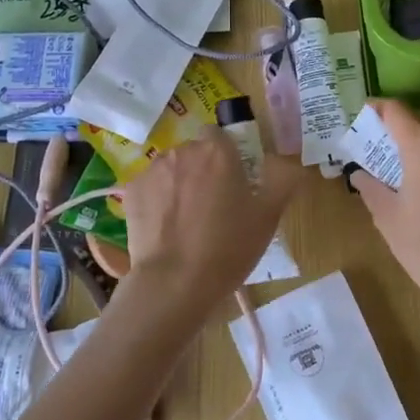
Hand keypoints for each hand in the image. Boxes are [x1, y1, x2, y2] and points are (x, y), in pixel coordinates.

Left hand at [120, 129, 299, 321]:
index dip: (226, 155)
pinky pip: (149, 187)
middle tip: (213, 206)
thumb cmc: (228, 248)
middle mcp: (183, 151)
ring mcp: (153, 170)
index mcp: (218, 152)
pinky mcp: (131, 191)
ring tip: (186, 220)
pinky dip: (156, 200)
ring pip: (171, 168)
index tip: (233, 181)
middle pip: (195, 152)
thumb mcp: (268, 216)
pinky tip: (164, 228)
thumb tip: (288, 162)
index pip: (220, 136)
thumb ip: (283, 180)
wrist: (174, 283)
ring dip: (178, 183)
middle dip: (202, 170)